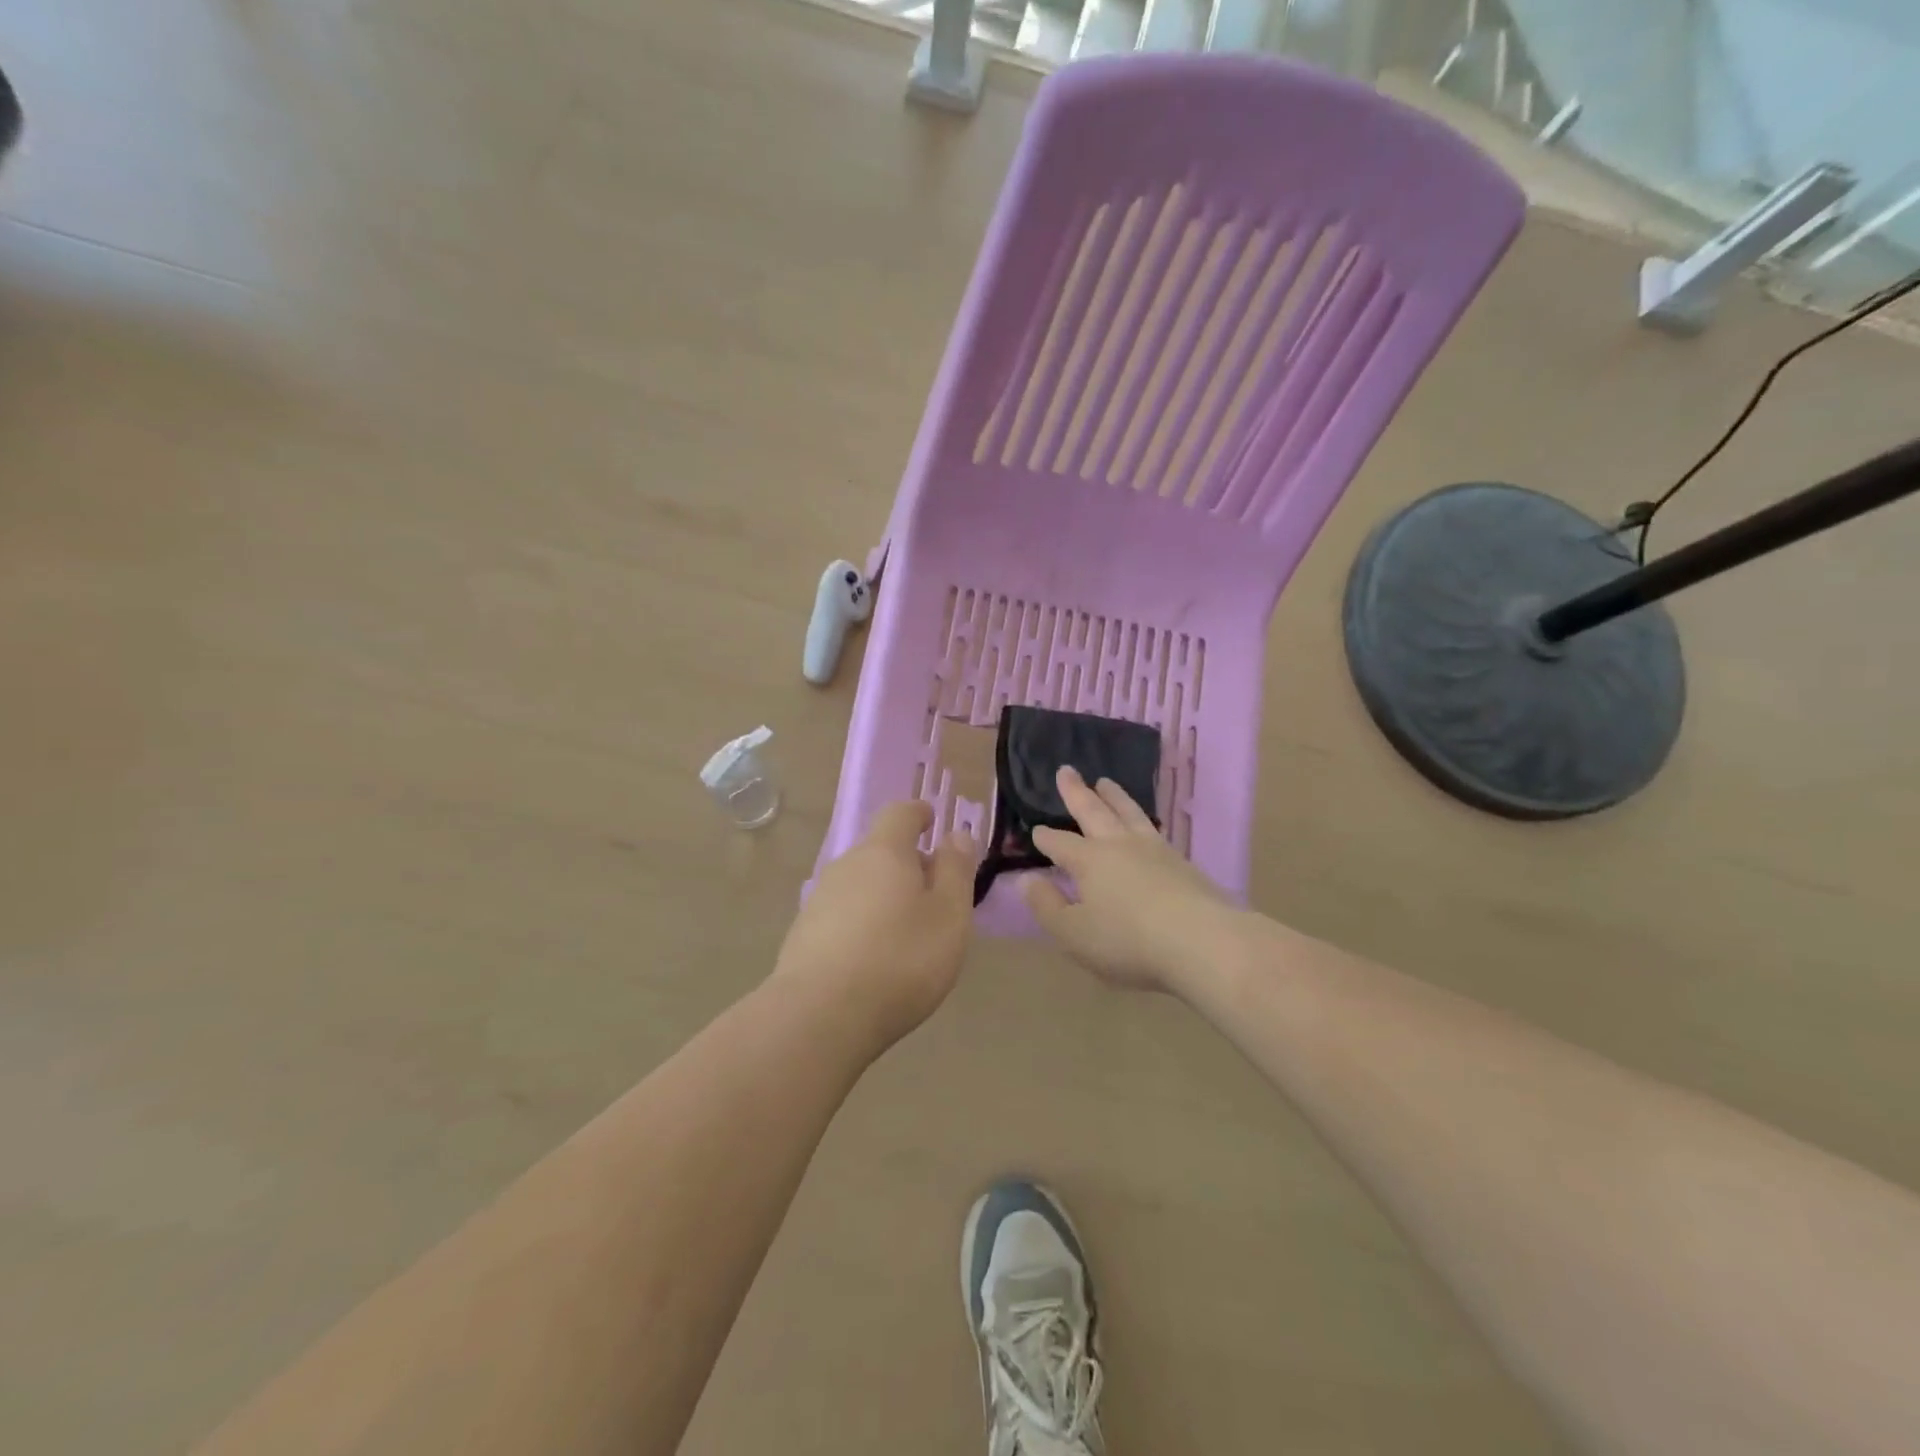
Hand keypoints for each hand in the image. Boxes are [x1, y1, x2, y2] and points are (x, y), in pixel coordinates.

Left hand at [773, 801, 977, 1048]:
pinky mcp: (804, 934)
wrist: (820, 1015)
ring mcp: (820, 899)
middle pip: (880, 850)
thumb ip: (956, 870)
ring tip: (907, 932)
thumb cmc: (900, 959)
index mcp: (884, 852)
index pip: (900, 813)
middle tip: (934, 893)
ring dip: (884, 895)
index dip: (919, 814)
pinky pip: (843, 914)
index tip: (932, 822)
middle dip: (907, 863)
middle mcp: (847, 865)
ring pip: (861, 883)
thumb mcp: (949, 915)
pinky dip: (863, 923)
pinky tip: (874, 958)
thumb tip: (956, 835)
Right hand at [1023, 767, 1239, 994]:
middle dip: (1077, 792)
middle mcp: (1119, 846)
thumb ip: (1047, 906)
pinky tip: (1145, 824)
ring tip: (1105, 782)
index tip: (1036, 829)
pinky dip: (1142, 818)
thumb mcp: (1074, 933)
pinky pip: (1154, 829)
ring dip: (1114, 796)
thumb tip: (1026, 880)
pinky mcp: (1182, 862)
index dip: (1046, 837)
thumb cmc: (1128, 941)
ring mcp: (1154, 850)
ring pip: (1128, 812)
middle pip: (1093, 812)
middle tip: (1066, 770)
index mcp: (1089, 861)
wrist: (1203, 941)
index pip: (1060, 844)